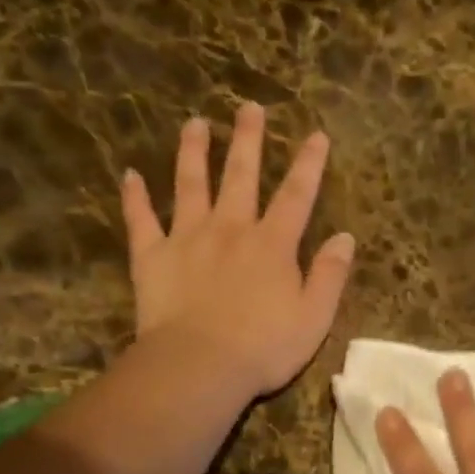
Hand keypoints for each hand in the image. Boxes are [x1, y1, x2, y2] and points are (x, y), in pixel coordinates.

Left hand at [121, 103, 354, 398]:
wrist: (200, 366)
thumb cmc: (264, 348)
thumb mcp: (314, 317)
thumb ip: (330, 275)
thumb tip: (344, 237)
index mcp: (272, 245)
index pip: (296, 195)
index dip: (309, 164)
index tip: (316, 134)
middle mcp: (230, 229)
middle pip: (241, 176)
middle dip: (248, 140)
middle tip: (249, 107)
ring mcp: (187, 239)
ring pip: (190, 185)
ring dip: (193, 152)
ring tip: (195, 123)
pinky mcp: (152, 257)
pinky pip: (141, 221)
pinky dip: (135, 198)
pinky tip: (130, 175)